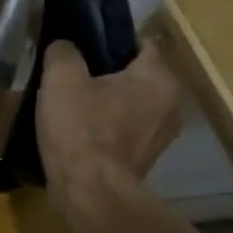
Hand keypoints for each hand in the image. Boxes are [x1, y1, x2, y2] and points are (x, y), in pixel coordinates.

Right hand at [36, 38, 184, 205]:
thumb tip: (64, 47)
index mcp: (158, 77)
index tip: (80, 45)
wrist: (90, 193)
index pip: (139, 42)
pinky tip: (78, 130)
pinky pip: (125, 130)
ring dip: (105, 101)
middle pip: (135, 74)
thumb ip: (63, 52)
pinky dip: (106, 127)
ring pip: (130, 104)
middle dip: (105, 72)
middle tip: (70, 74)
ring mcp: (161, 136)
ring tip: (71, 103)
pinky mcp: (146, 159)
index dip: (108, 39)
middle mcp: (171, 103)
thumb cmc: (81, 129)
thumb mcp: (61, 79)